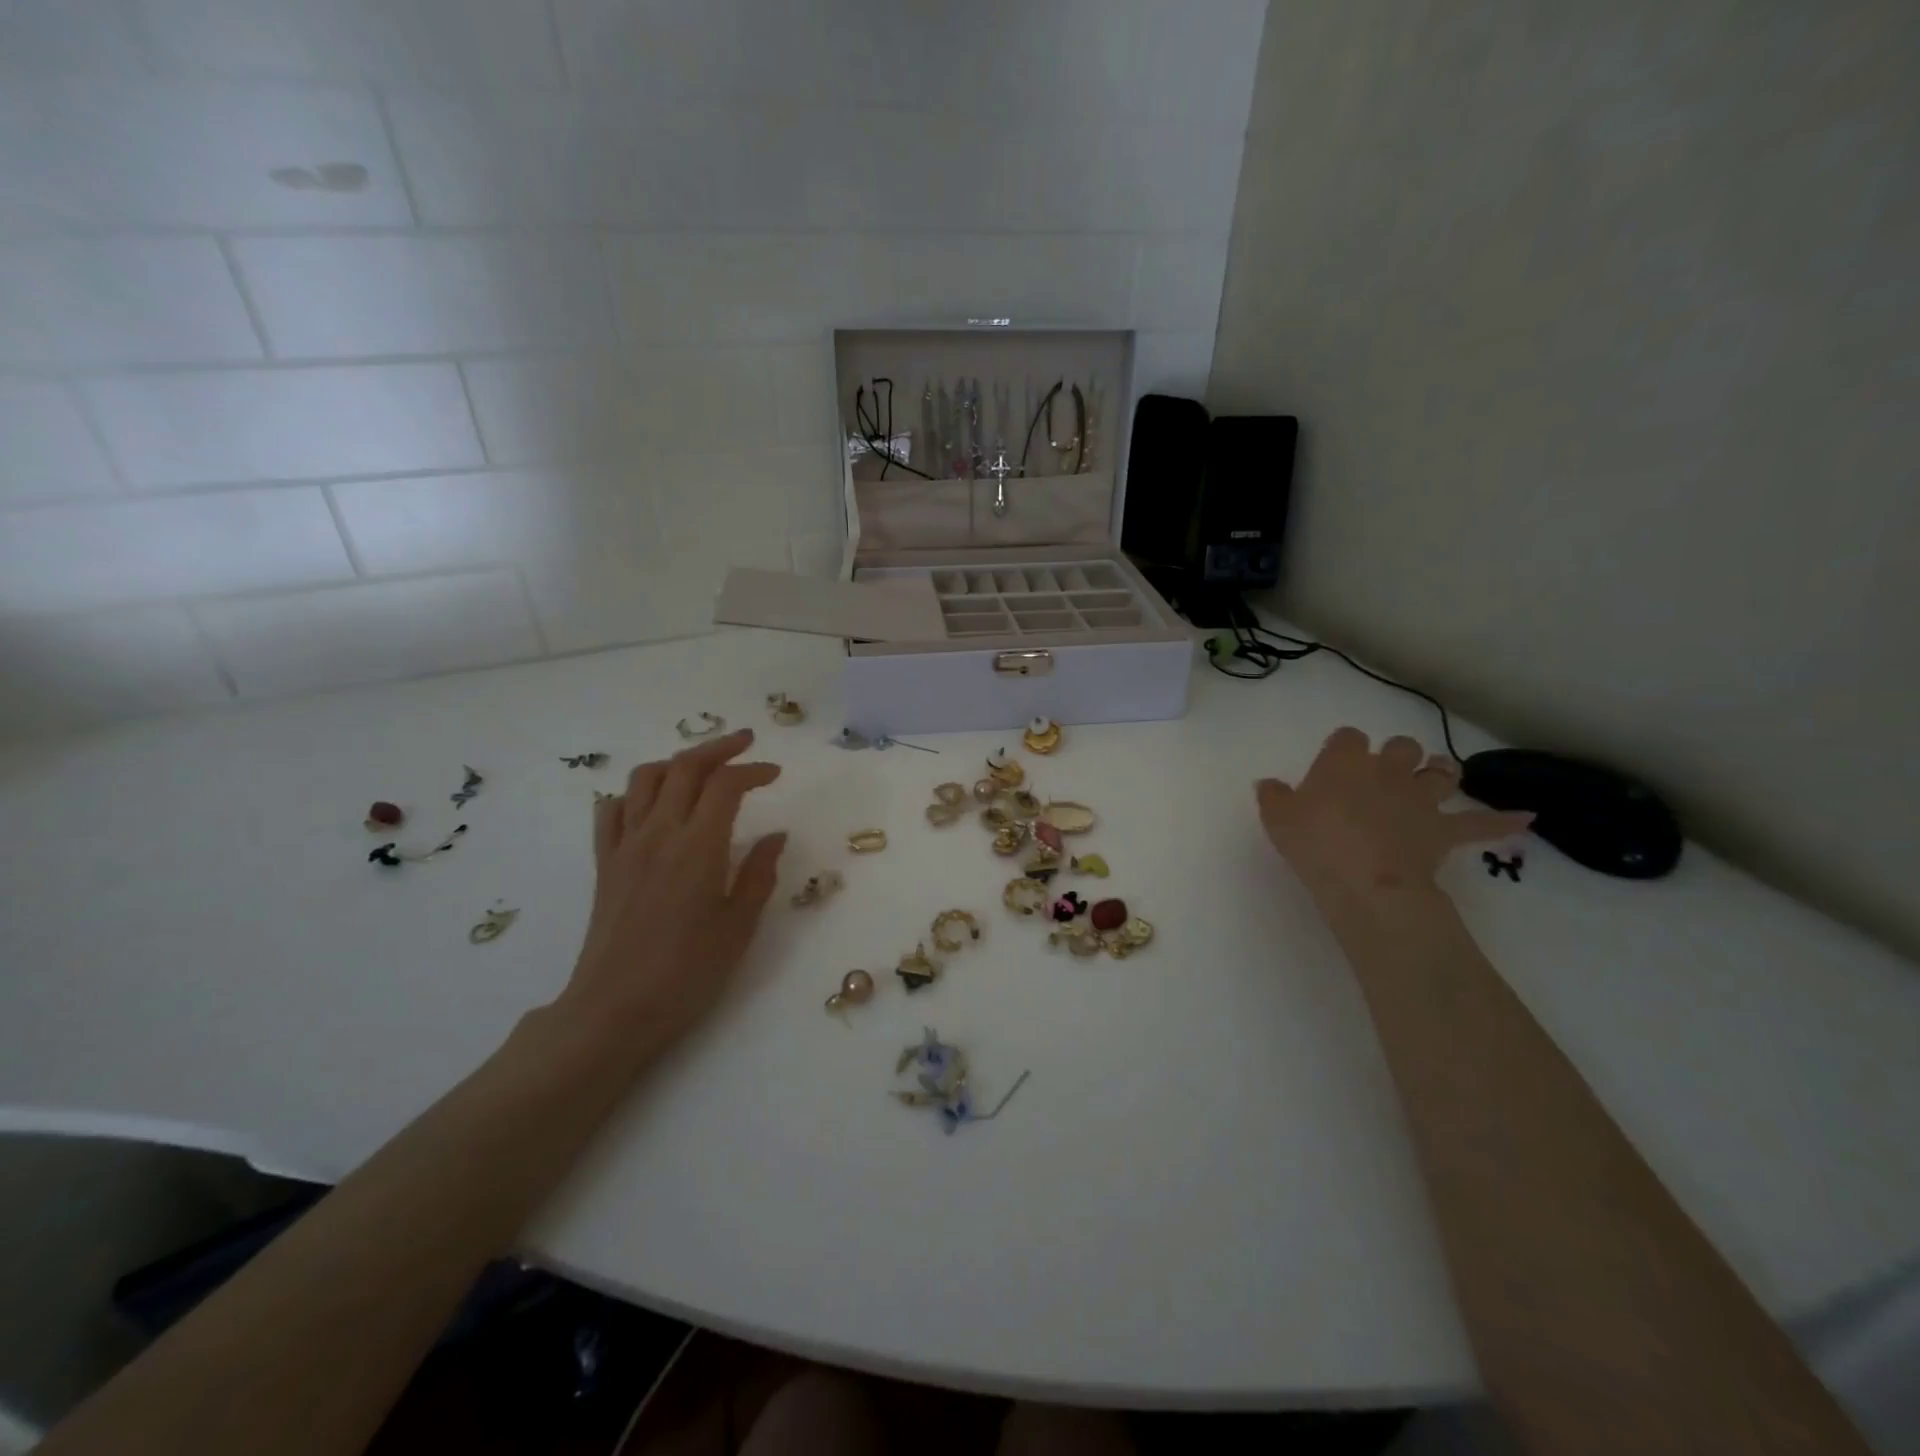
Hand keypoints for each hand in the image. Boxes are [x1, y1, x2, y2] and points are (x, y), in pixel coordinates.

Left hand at [554, 729, 786, 1068]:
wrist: (615, 1010)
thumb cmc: (688, 973)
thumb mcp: (739, 926)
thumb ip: (758, 873)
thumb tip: (775, 835)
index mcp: (698, 848)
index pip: (725, 785)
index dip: (753, 770)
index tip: (775, 774)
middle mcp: (658, 834)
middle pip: (685, 767)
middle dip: (718, 747)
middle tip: (746, 744)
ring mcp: (625, 846)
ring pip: (645, 778)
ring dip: (677, 762)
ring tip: (701, 769)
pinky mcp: (604, 863)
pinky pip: (612, 810)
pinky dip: (634, 793)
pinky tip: (653, 804)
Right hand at [1257, 728, 1529, 905]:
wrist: (1365, 880)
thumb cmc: (1315, 843)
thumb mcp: (1277, 819)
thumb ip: (1273, 796)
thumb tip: (1267, 783)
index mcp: (1345, 762)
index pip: (1348, 737)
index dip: (1344, 747)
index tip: (1336, 762)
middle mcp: (1387, 770)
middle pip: (1401, 746)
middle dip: (1397, 754)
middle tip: (1385, 772)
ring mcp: (1421, 798)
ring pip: (1442, 772)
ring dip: (1440, 772)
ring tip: (1436, 777)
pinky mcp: (1445, 830)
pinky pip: (1481, 824)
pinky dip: (1503, 821)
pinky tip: (1526, 819)